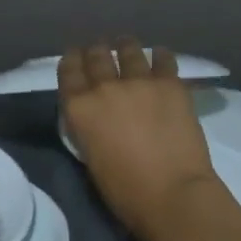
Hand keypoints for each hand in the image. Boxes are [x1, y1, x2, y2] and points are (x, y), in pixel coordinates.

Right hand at [60, 39, 219, 240]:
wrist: (172, 194)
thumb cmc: (125, 191)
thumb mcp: (90, 157)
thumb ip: (88, 127)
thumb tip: (96, 116)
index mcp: (79, 108)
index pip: (67, 70)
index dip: (71, 60)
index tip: (75, 57)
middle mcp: (105, 86)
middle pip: (96, 54)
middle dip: (97, 51)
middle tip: (101, 53)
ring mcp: (139, 81)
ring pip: (129, 49)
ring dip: (125, 47)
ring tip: (128, 46)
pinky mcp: (170, 84)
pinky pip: (163, 58)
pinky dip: (160, 56)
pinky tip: (160, 56)